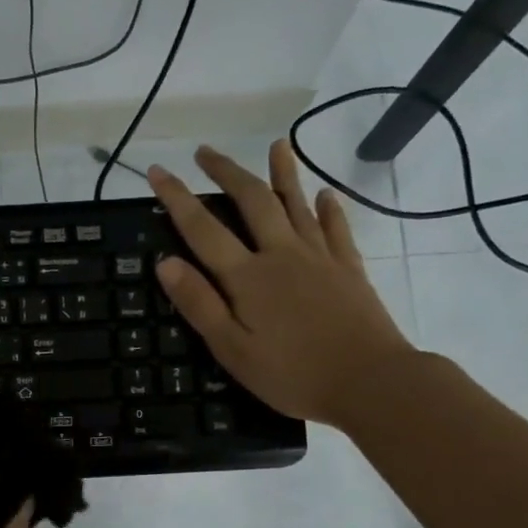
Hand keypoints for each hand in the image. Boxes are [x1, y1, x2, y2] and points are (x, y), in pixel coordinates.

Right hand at [148, 140, 416, 427]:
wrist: (370, 382)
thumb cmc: (292, 374)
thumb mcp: (232, 350)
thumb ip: (199, 304)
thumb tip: (165, 262)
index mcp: (248, 277)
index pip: (203, 228)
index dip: (177, 198)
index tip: (157, 170)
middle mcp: (282, 254)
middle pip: (252, 201)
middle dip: (226, 173)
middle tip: (205, 152)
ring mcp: (320, 257)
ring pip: (296, 204)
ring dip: (283, 173)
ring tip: (276, 145)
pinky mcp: (349, 268)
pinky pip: (336, 228)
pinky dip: (328, 209)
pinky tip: (324, 195)